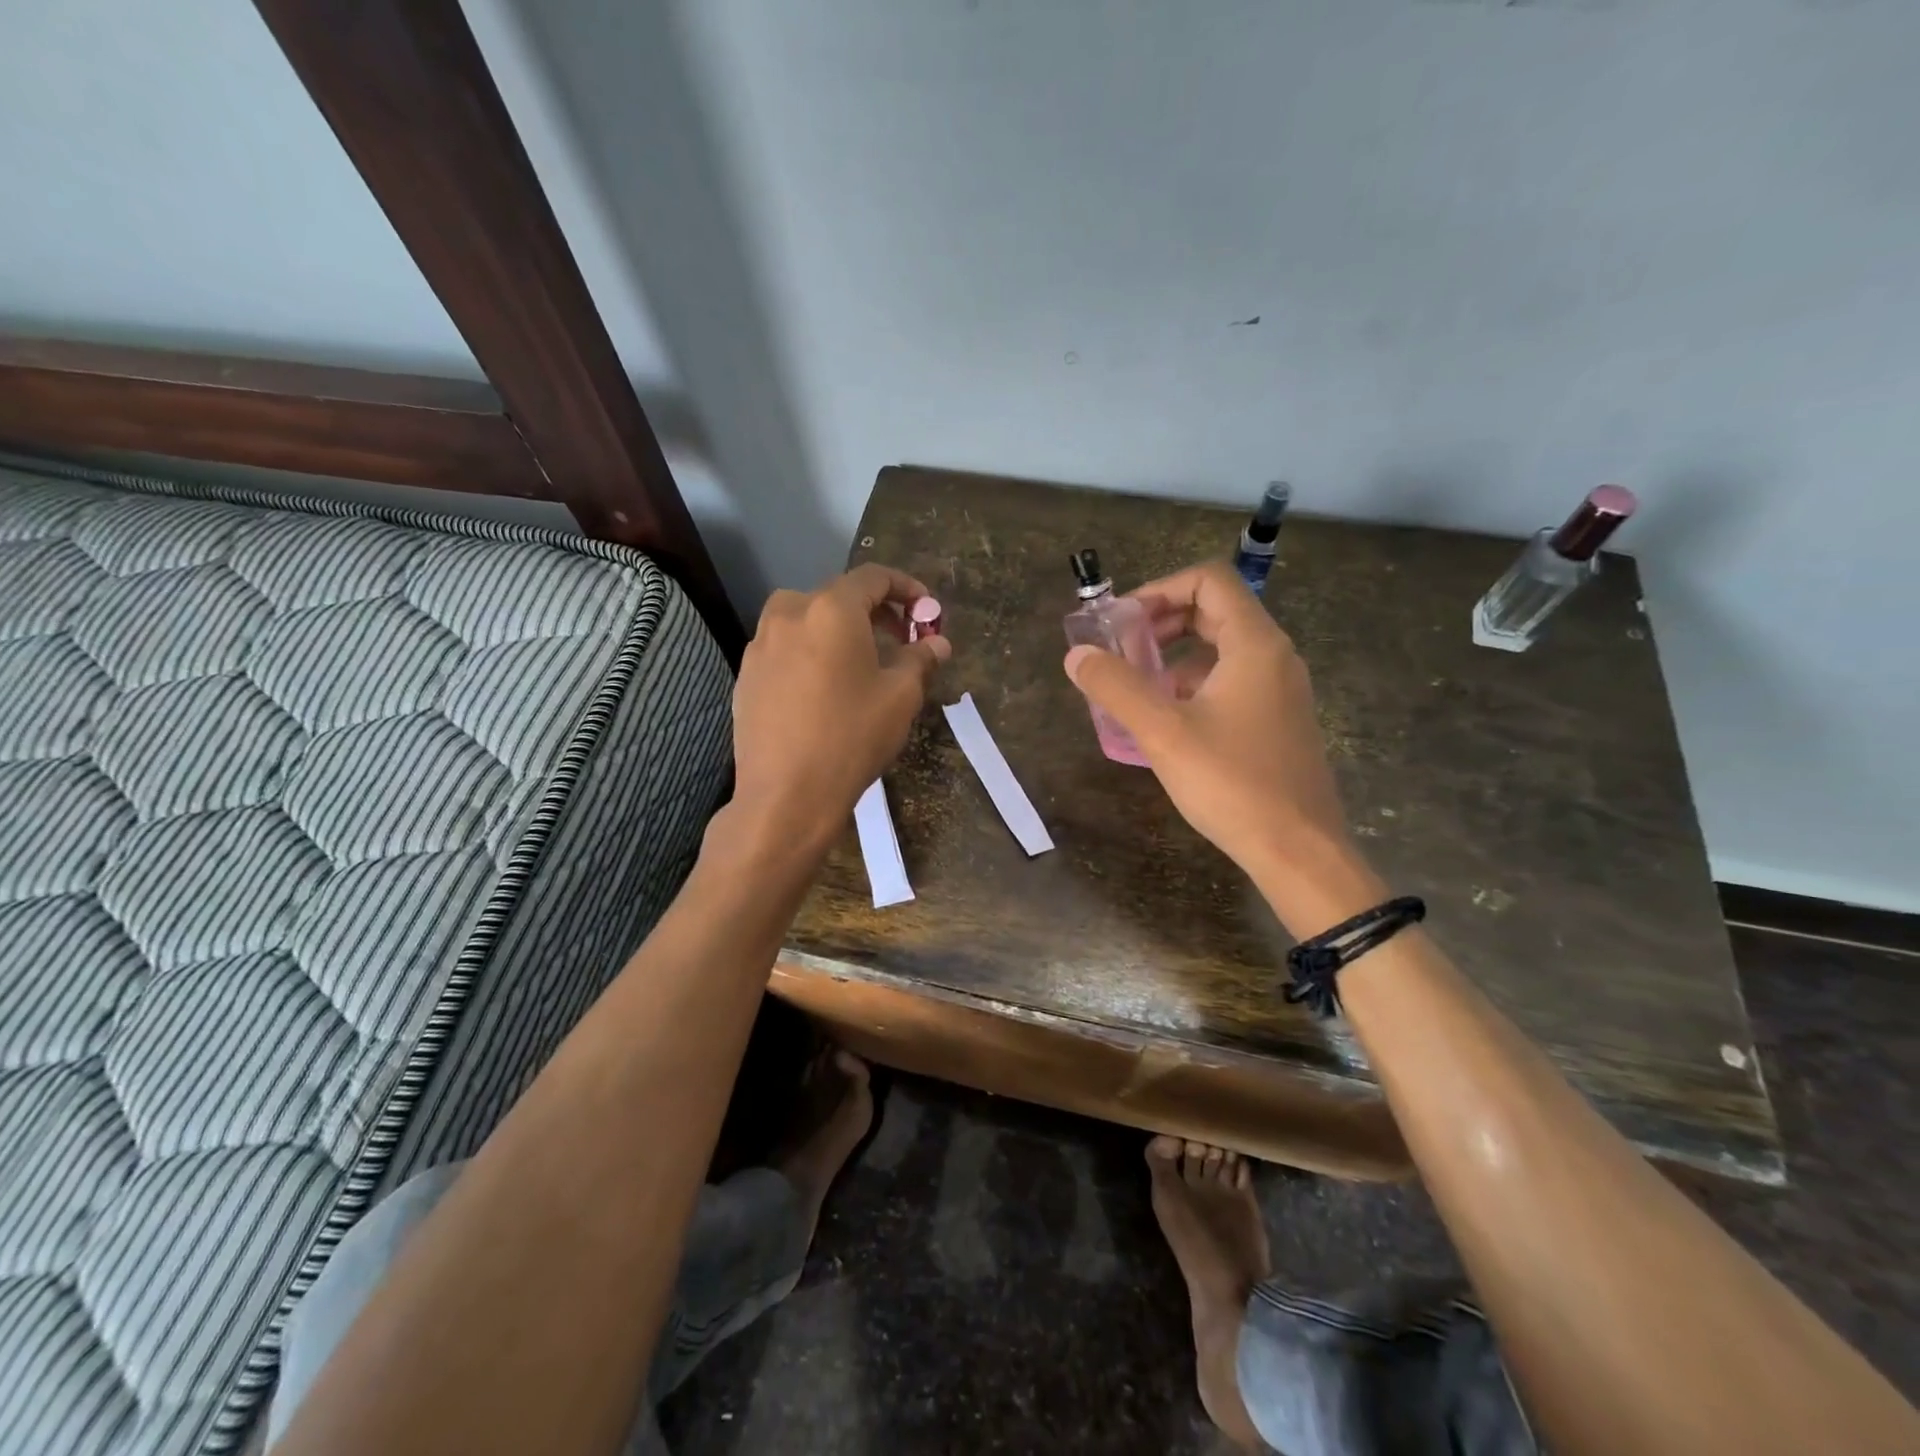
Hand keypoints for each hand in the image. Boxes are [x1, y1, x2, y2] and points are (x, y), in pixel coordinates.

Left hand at [733, 563, 950, 849]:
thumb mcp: (900, 696)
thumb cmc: (852, 737)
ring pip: (807, 620)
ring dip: (839, 631)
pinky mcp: (746, 675)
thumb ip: (921, 659)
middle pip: (838, 595)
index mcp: (831, 609)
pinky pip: (786, 648)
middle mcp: (789, 614)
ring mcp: (760, 644)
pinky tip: (825, 689)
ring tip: (861, 664)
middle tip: (901, 640)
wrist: (786, 795)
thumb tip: (937, 643)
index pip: (873, 577)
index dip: (906, 588)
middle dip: (875, 612)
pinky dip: (812, 653)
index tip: (926, 611)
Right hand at [1063, 562, 1380, 926]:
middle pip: (1215, 610)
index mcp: (1254, 644)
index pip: (1209, 580)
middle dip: (1161, 622)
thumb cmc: (1232, 783)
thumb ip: (1116, 687)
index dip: (1160, 589)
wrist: (1298, 850)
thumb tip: (1077, 656)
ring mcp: (1280, 690)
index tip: (1122, 622)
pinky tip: (1166, 719)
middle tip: (1122, 650)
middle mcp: (1274, 656)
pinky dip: (1193, 683)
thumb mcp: (1163, 733)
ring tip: (1136, 686)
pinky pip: (1231, 680)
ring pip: (1221, 648)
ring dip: (1174, 654)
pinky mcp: (1277, 720)